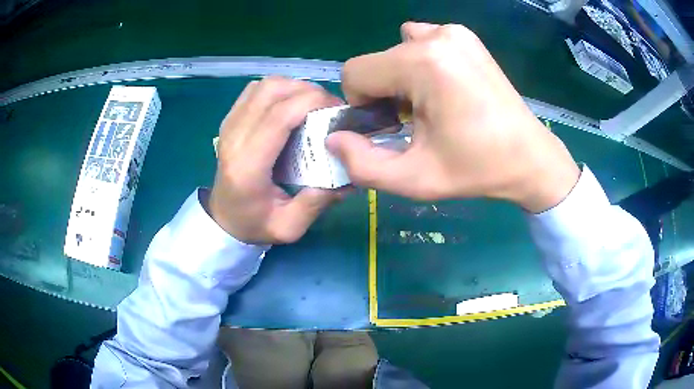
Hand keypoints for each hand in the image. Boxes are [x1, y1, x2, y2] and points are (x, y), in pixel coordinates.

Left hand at [209, 77, 342, 243]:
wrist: (223, 219)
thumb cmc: (254, 224)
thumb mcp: (289, 227)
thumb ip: (317, 203)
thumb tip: (349, 175)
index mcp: (247, 166)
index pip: (278, 116)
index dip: (311, 102)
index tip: (338, 109)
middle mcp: (234, 138)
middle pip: (271, 91)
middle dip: (307, 91)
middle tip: (329, 108)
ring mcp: (229, 125)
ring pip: (263, 85)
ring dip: (293, 87)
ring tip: (312, 105)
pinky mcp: (230, 120)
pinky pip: (255, 90)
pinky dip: (278, 90)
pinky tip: (290, 106)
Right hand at [326, 22, 579, 212]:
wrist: (529, 157)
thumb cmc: (476, 170)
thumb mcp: (415, 179)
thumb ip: (363, 165)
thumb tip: (333, 138)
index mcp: (422, 64)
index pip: (355, 72)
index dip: (362, 105)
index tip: (391, 126)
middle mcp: (435, 36)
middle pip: (376, 62)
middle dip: (383, 93)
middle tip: (415, 122)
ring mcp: (453, 32)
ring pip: (397, 49)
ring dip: (401, 77)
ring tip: (430, 103)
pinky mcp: (465, 36)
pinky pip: (421, 41)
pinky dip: (420, 63)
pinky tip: (444, 87)